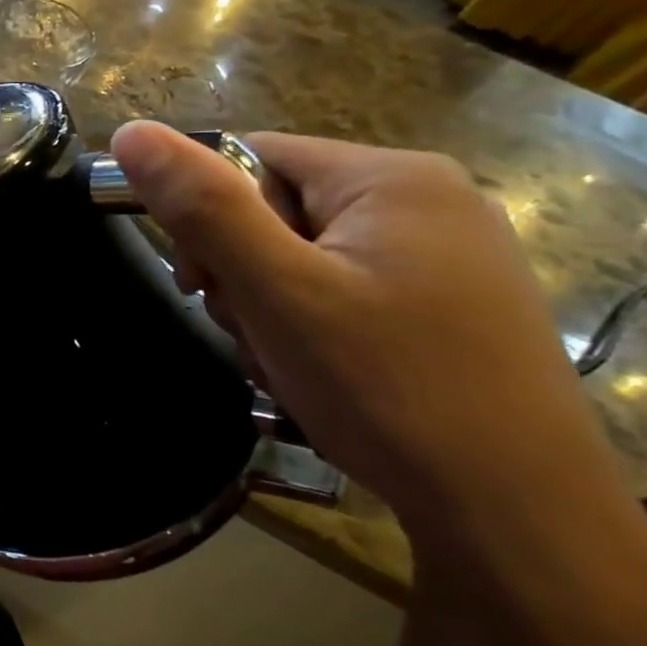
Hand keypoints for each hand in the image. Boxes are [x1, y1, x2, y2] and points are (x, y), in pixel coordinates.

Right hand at [108, 123, 620, 534]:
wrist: (515, 513)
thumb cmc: (388, 386)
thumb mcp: (276, 290)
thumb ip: (203, 208)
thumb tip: (131, 132)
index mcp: (391, 178)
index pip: (251, 157)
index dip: (206, 215)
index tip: (200, 284)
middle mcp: (427, 202)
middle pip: (275, 210)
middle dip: (241, 273)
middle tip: (254, 333)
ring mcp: (443, 258)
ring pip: (302, 259)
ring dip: (269, 309)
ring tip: (288, 365)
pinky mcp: (445, 307)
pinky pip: (341, 293)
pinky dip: (309, 330)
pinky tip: (319, 375)